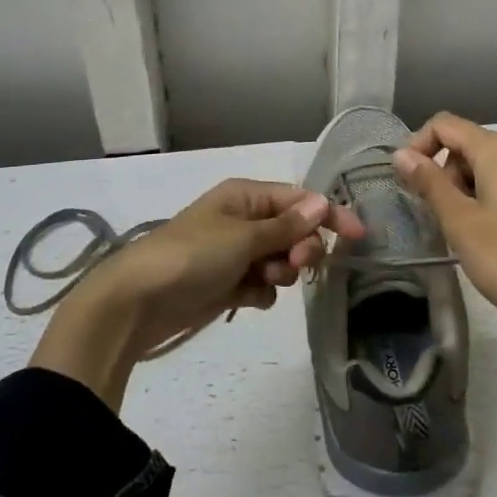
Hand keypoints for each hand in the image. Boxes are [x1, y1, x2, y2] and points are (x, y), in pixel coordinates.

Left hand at [32, 179, 365, 407]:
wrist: (138, 301)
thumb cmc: (192, 256)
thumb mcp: (243, 237)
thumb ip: (286, 226)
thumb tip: (322, 202)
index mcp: (245, 196)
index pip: (299, 199)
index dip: (328, 216)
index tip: (358, 237)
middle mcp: (243, 219)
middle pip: (292, 230)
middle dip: (300, 249)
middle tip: (296, 267)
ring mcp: (234, 252)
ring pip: (279, 260)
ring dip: (280, 273)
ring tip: (263, 282)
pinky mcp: (226, 282)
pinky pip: (261, 284)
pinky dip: (260, 292)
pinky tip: (246, 299)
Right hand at [396, 112, 496, 490]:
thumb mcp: (460, 222)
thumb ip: (429, 184)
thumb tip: (401, 155)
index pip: (445, 125)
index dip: (418, 145)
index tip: (403, 182)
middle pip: (465, 145)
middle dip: (441, 172)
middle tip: (434, 216)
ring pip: (484, 167)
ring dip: (461, 190)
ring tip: (459, 232)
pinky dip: (483, 200)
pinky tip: (484, 236)